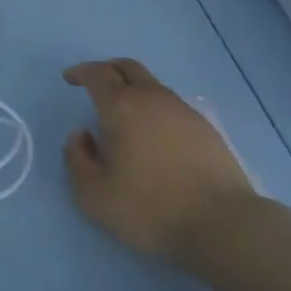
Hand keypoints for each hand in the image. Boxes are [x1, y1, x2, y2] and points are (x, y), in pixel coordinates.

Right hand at [62, 58, 258, 264]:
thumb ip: (77, 159)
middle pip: (128, 68)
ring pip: (152, 86)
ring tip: (123, 116)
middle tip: (95, 83)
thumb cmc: (149, 208)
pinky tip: (153, 136)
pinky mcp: (205, 128)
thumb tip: (81, 136)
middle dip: (107, 70)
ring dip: (133, 90)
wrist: (221, 223)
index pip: (98, 75)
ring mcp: (183, 111)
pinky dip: (154, 109)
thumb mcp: (94, 195)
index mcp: (122, 107)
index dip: (81, 72)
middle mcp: (153, 99)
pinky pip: (171, 106)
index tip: (70, 79)